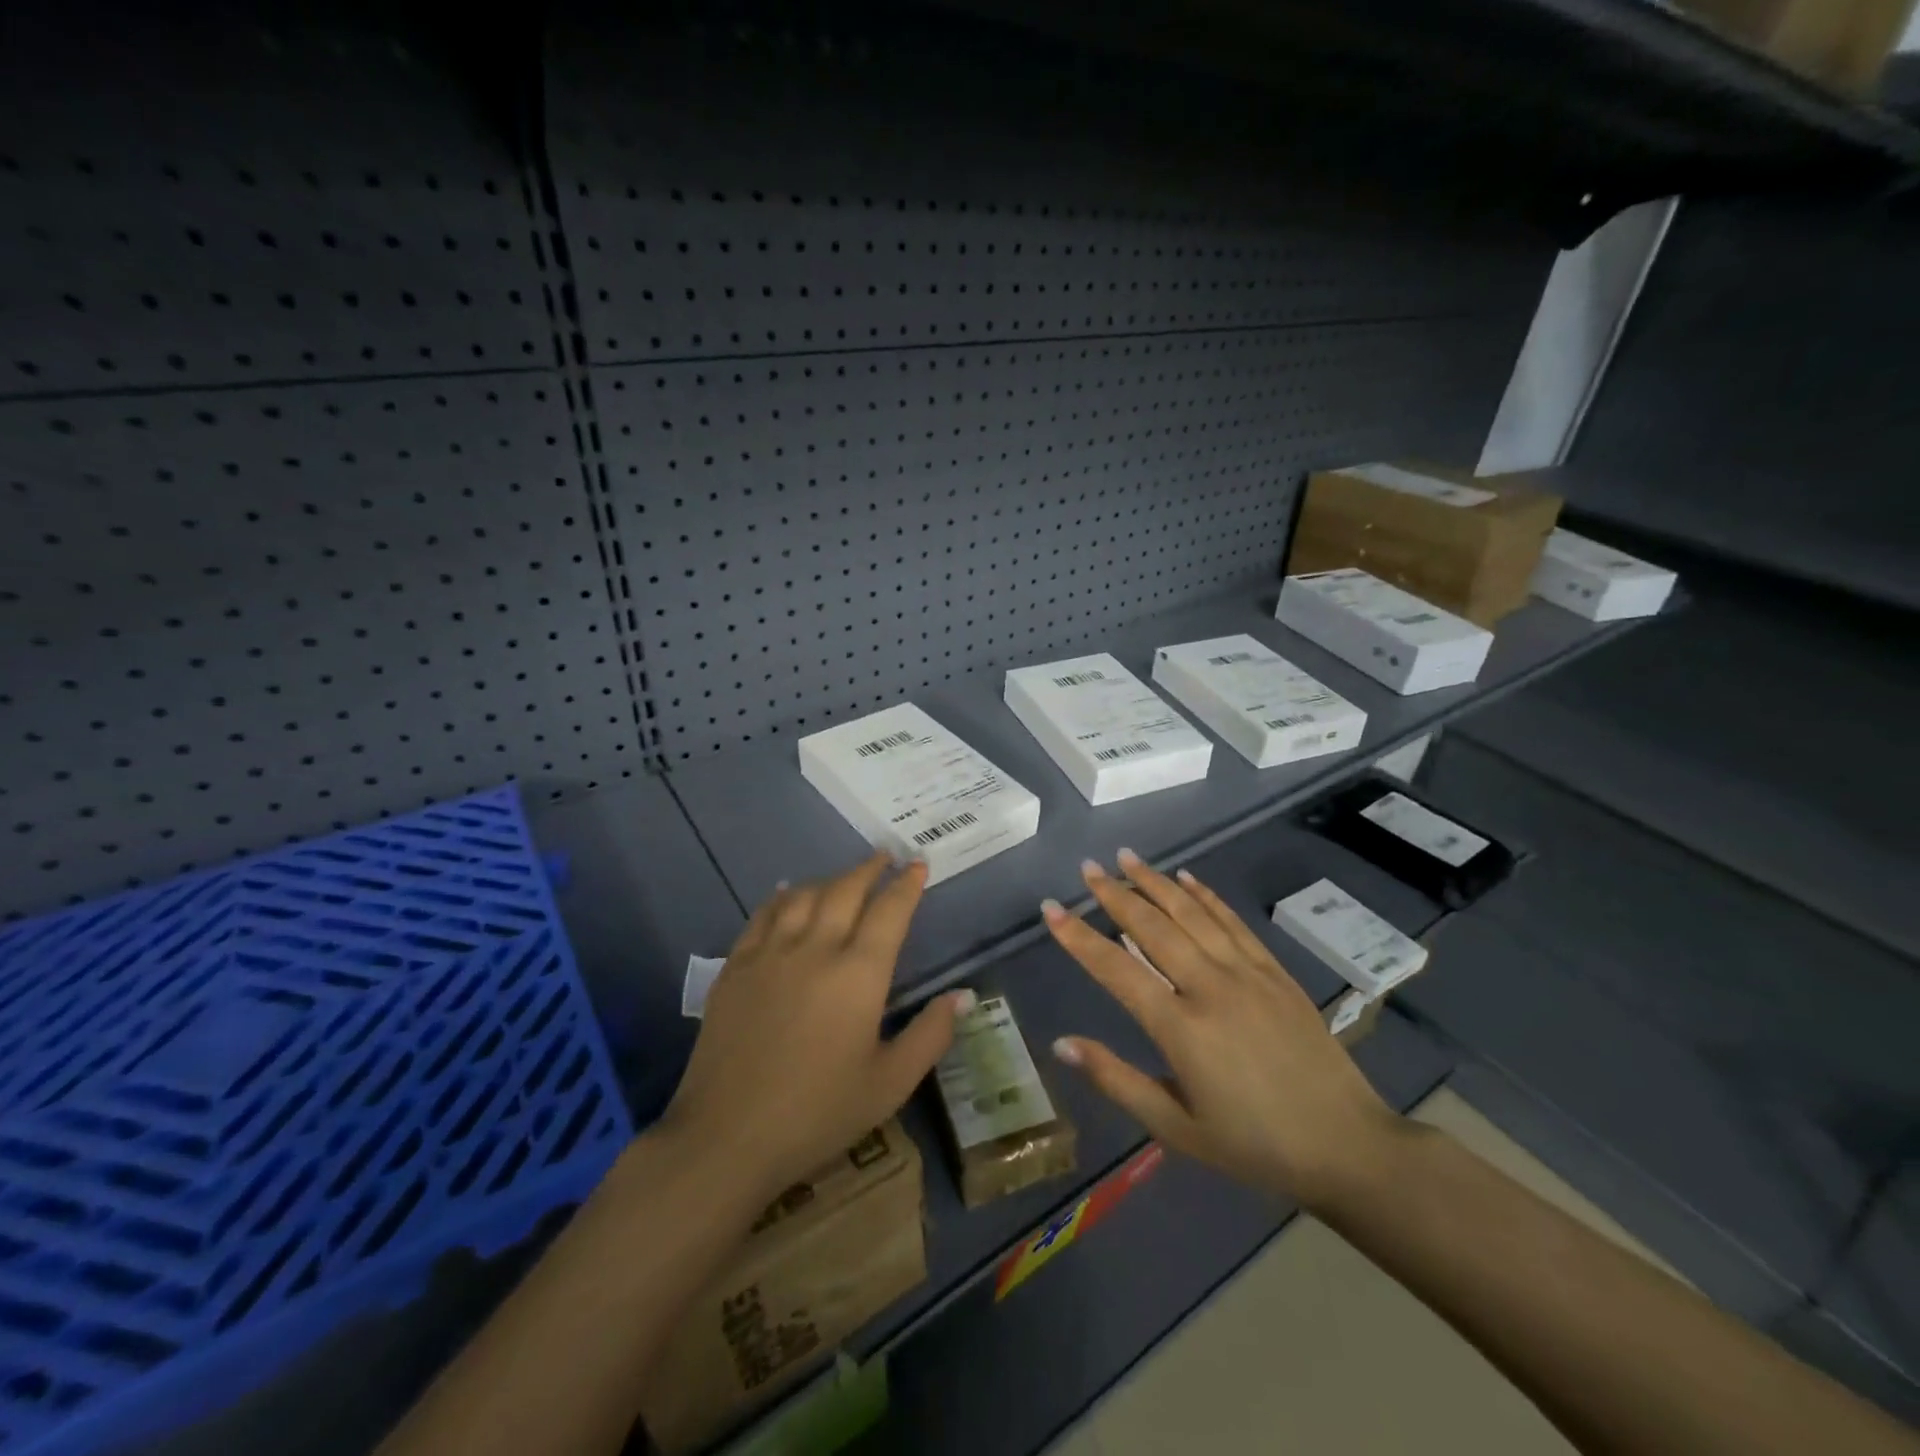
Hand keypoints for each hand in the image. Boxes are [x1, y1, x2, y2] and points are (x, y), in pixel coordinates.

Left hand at [660, 854, 969, 1202]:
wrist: (727, 1137)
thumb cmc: (818, 1113)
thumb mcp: (889, 1084)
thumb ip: (930, 1035)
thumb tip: (964, 995)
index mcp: (859, 974)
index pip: (890, 912)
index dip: (907, 885)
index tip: (918, 864)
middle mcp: (816, 949)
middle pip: (846, 891)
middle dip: (870, 869)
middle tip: (885, 856)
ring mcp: (771, 954)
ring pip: (804, 896)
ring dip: (829, 879)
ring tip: (844, 876)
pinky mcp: (736, 968)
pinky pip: (763, 916)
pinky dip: (781, 898)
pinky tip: (786, 893)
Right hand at [1043, 849, 1398, 1211]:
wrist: (1347, 1147)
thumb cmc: (1253, 1145)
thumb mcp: (1177, 1129)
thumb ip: (1117, 1081)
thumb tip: (1062, 1044)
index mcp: (1181, 1029)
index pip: (1116, 969)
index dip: (1079, 937)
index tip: (1051, 908)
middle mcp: (1210, 988)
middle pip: (1153, 927)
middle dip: (1115, 894)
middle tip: (1088, 868)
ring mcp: (1247, 974)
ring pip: (1192, 914)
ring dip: (1156, 882)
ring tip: (1127, 858)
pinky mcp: (1274, 972)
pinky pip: (1233, 922)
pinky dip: (1206, 896)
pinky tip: (1187, 878)